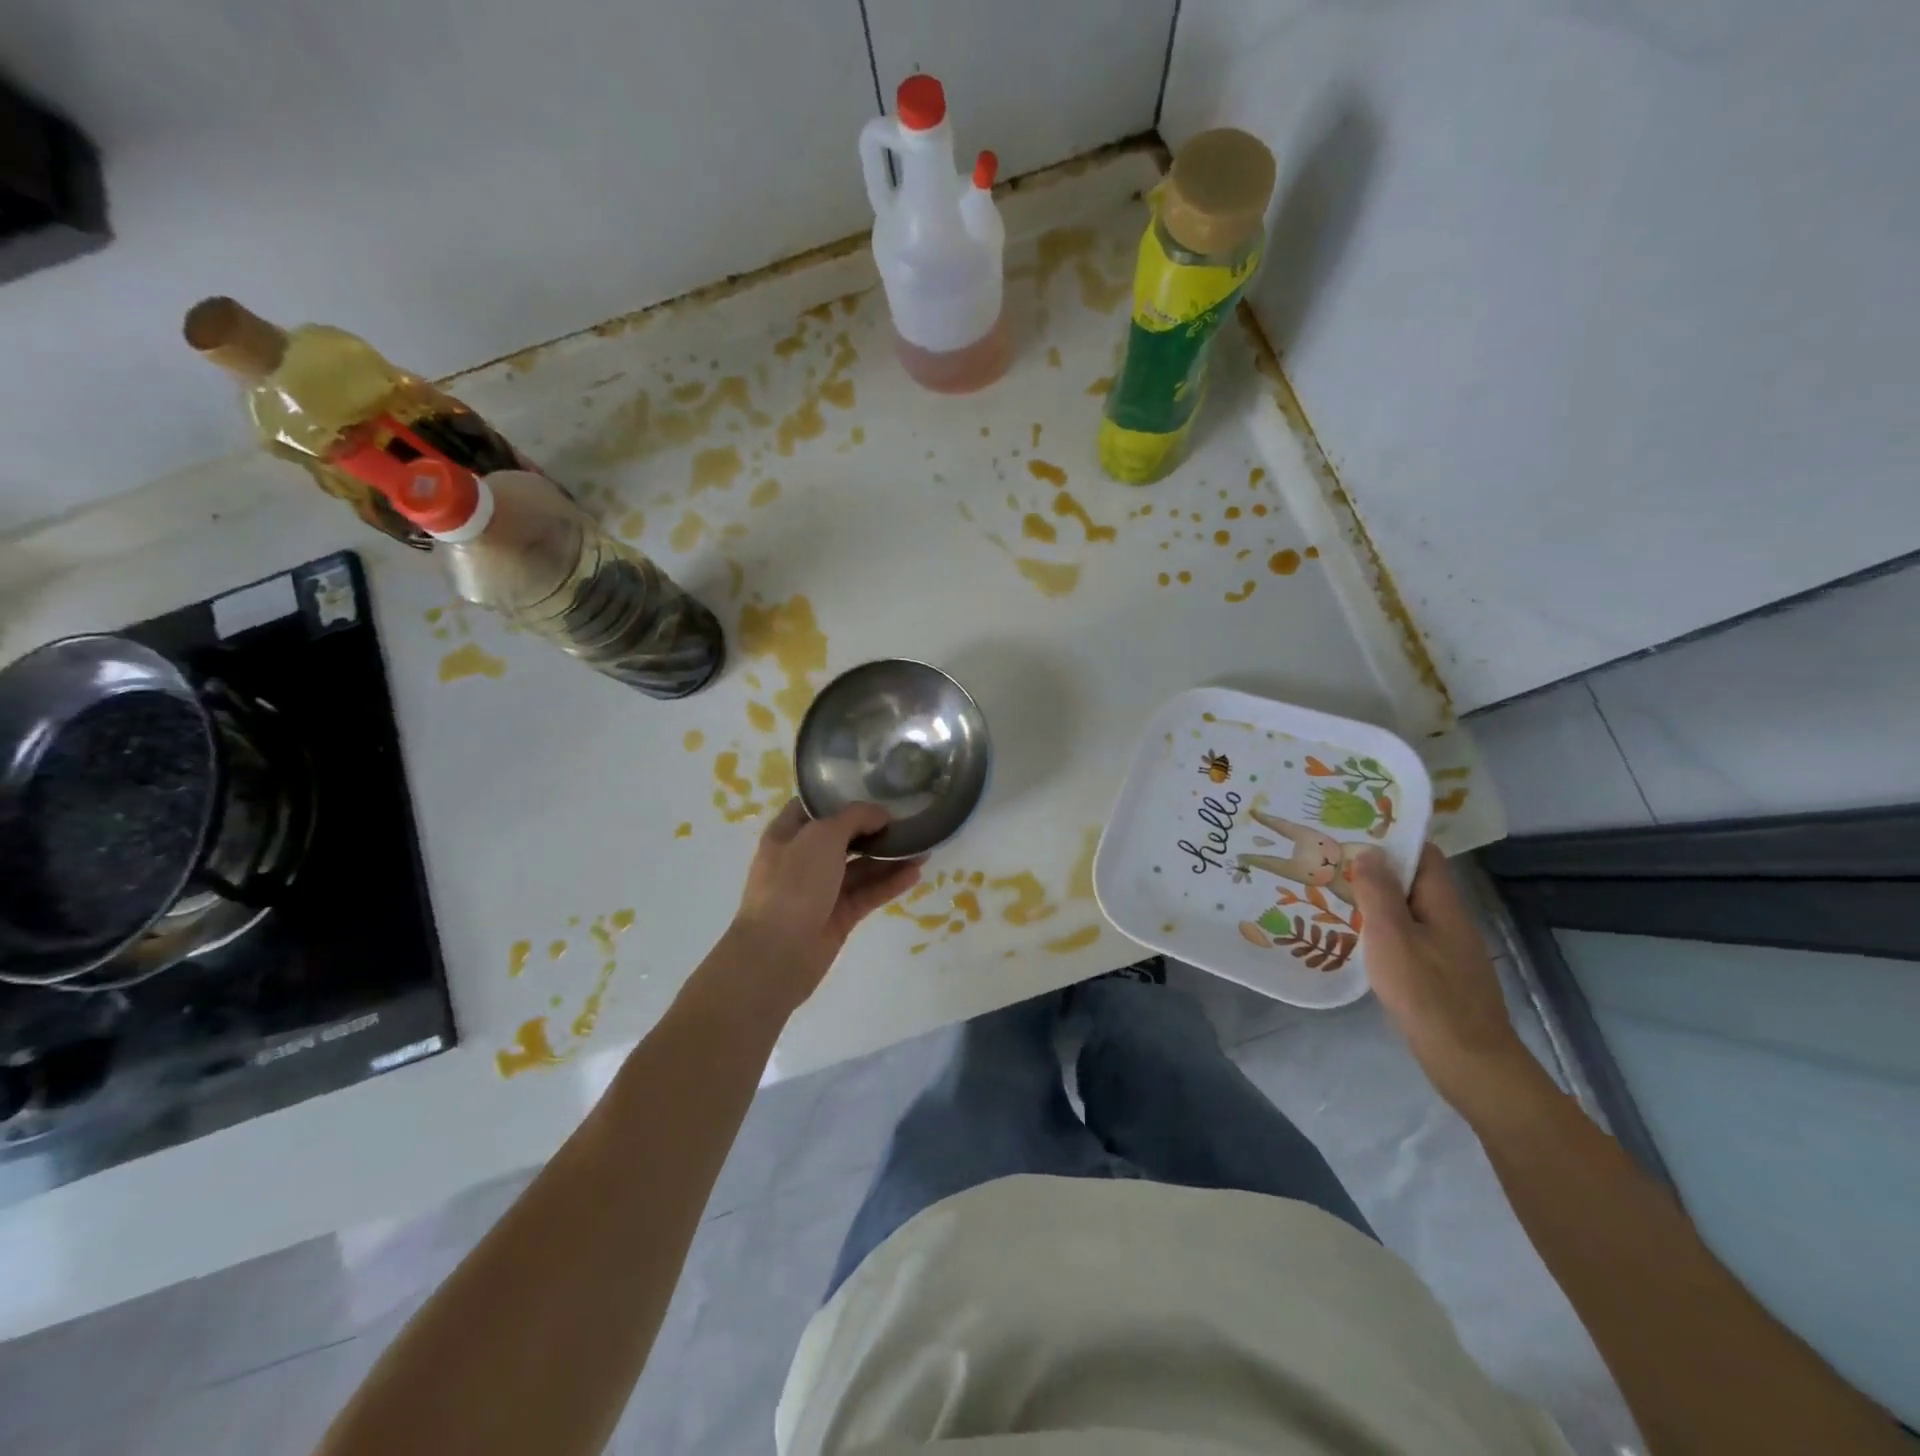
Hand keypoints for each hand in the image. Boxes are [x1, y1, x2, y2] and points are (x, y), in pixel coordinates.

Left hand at [728, 799, 922, 1011]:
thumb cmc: (793, 883)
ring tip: (923, 847)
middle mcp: (803, 859)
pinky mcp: (838, 916)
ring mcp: (821, 890)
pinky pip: (868, 893)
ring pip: (860, 867)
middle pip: (843, 837)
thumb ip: (854, 818)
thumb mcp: (822, 836)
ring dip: (889, 857)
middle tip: (907, 819)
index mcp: (787, 834)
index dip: (842, 796)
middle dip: (873, 829)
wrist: (777, 954)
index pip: (815, 807)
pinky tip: (916, 873)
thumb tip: (880, 814)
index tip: (875, 790)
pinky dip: (889, 883)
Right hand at [1350, 844, 1533, 1109]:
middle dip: (1376, 870)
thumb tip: (1370, 851)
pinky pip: (1408, 937)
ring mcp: (1447, 949)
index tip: (1353, 833)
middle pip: (1413, 882)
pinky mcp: (1440, 974)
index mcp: (1443, 903)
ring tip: (1333, 896)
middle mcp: (1450, 920)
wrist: (1467, 1060)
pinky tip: (1356, 940)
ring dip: (1375, 902)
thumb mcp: (1391, 936)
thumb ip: (1378, 892)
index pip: (1423, 855)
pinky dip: (1382, 930)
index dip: (1392, 839)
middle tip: (1331, 864)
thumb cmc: (1426, 992)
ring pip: (1408, 911)